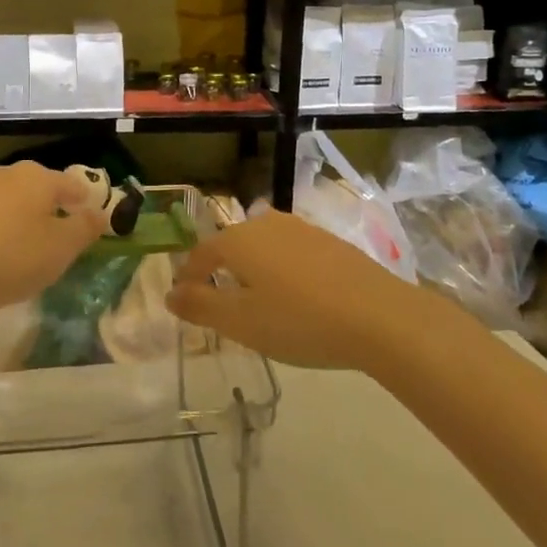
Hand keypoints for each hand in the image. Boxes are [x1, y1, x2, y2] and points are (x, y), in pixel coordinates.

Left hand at [0, 161, 110, 318]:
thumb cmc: (13, 257)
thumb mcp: (62, 248)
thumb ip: (86, 228)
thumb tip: (100, 212)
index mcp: (38, 176)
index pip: (73, 184)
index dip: (86, 202)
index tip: (92, 222)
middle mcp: (7, 172)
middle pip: (41, 188)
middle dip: (54, 208)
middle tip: (63, 237)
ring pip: (14, 200)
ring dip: (25, 218)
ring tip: (31, 248)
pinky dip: (2, 229)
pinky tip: (1, 253)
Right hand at [165, 209, 428, 370]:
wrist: (377, 315)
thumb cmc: (299, 320)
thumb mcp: (241, 322)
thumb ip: (201, 306)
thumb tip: (170, 293)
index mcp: (238, 240)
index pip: (201, 254)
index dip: (189, 276)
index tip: (185, 299)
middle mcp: (266, 224)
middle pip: (232, 244)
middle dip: (221, 271)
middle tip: (219, 303)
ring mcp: (301, 228)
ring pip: (263, 245)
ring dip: (253, 269)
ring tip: (257, 300)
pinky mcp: (329, 240)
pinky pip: (291, 251)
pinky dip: (281, 269)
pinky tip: (295, 295)